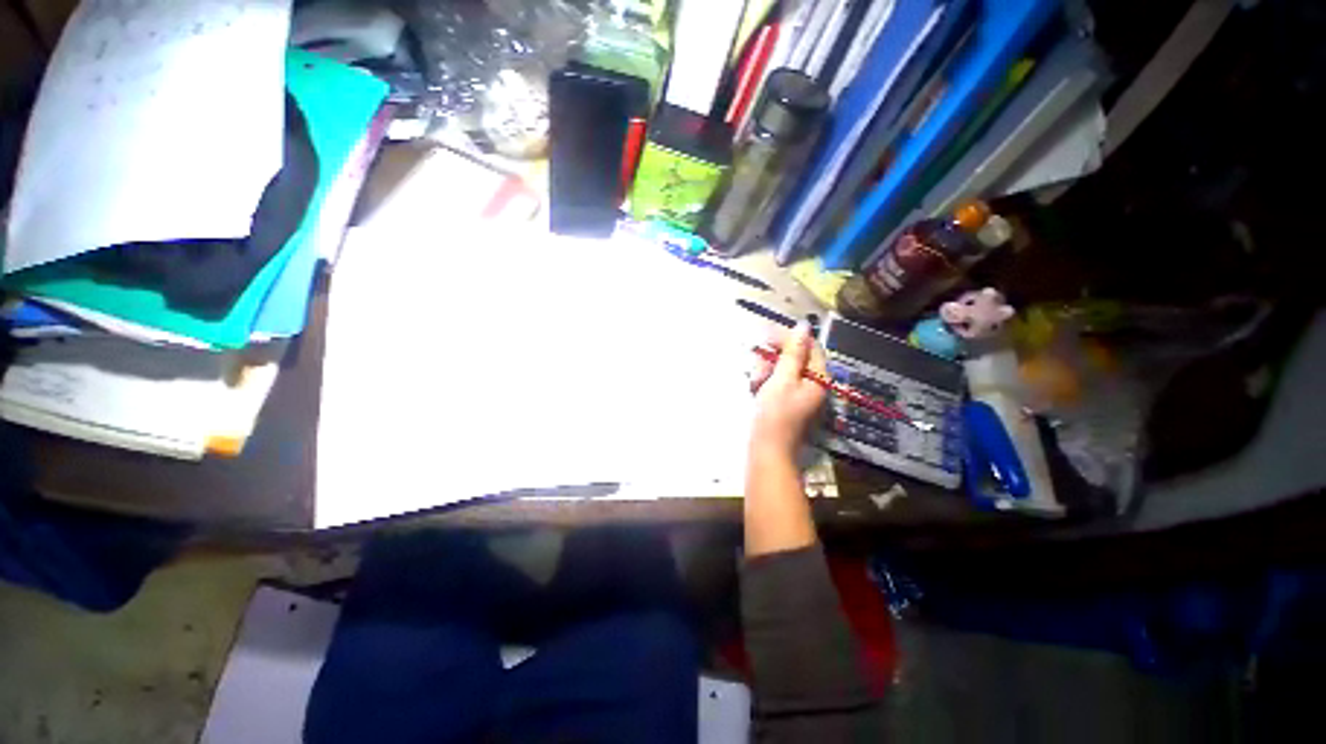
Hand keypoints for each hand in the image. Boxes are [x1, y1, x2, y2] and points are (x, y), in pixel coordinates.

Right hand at [749, 322, 827, 456]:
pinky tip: (755, 389)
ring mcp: (800, 395)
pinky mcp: (787, 403)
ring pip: (782, 370)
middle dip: (773, 358)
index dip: (788, 338)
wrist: (767, 452)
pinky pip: (777, 383)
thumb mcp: (783, 379)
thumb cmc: (775, 415)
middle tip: (757, 366)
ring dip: (766, 370)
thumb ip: (793, 352)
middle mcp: (813, 384)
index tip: (765, 337)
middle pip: (794, 358)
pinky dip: (766, 382)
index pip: (809, 346)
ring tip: (755, 383)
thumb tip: (803, 326)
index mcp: (819, 378)